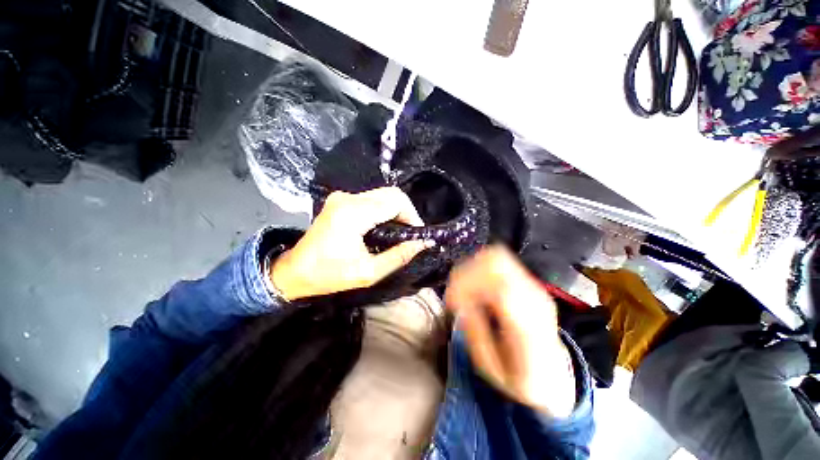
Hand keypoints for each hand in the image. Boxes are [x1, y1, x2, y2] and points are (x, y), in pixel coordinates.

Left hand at [270, 187, 433, 300]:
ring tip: (401, 232)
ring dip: (396, 211)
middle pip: (391, 193)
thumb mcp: (369, 272)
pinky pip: (372, 199)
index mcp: (353, 214)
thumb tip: (424, 244)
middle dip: (407, 212)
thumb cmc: (330, 275)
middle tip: (411, 233)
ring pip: (382, 194)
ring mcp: (343, 197)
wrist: (295, 270)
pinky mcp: (341, 200)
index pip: (395, 201)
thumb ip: (399, 256)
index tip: (418, 234)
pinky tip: (386, 226)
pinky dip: (384, 210)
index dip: (412, 216)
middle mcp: (348, 198)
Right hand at [445, 246, 575, 416]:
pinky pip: (497, 259)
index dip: (470, 287)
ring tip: (462, 289)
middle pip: (497, 263)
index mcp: (530, 325)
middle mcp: (534, 296)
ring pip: (496, 255)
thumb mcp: (494, 370)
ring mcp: (531, 284)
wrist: (553, 373)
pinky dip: (478, 265)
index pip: (502, 289)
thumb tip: (460, 304)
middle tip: (454, 296)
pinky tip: (473, 284)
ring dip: (471, 267)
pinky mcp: (525, 279)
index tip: (451, 301)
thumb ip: (476, 333)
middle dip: (466, 274)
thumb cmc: (521, 378)